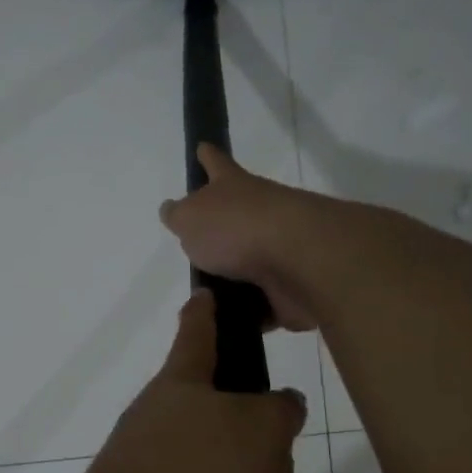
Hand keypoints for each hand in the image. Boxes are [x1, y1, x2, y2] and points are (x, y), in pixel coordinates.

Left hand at [83, 289, 307, 472]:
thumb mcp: (260, 431)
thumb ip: (278, 413)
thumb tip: (280, 407)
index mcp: (180, 389)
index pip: (196, 335)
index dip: (205, 313)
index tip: (204, 294)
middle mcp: (158, 431)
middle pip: (214, 424)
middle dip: (252, 445)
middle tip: (282, 463)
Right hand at [158, 145, 322, 331]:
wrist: (299, 262)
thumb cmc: (237, 229)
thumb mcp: (191, 218)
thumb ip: (179, 216)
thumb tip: (172, 210)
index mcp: (234, 188)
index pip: (216, 164)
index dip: (207, 157)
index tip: (202, 147)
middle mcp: (259, 213)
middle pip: (235, 218)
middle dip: (218, 231)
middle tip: (195, 249)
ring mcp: (279, 250)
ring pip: (248, 264)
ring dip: (231, 280)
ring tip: (203, 300)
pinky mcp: (289, 287)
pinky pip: (262, 303)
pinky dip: (248, 314)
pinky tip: (228, 325)